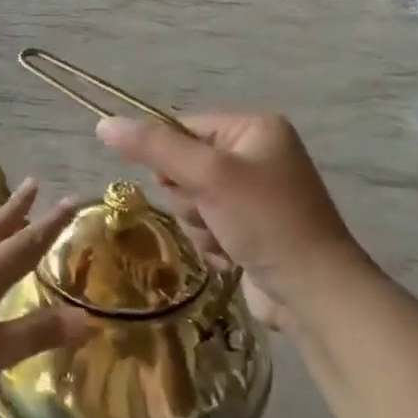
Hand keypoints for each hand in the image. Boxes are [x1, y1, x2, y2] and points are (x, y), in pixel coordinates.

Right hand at [96, 113, 369, 329]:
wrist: (314, 293)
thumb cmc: (266, 222)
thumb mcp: (208, 176)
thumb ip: (154, 147)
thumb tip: (103, 124)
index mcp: (254, 129)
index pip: (182, 127)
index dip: (168, 157)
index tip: (179, 183)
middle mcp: (256, 155)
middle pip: (183, 166)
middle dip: (189, 197)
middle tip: (212, 212)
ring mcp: (254, 194)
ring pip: (190, 200)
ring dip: (198, 224)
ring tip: (226, 238)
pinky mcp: (251, 228)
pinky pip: (205, 225)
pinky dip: (211, 242)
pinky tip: (232, 255)